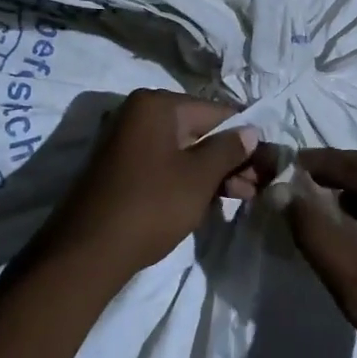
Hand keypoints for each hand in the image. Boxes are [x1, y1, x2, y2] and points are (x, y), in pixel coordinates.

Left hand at [41, 90, 259, 279]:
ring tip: (242, 197)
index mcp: (156, 105)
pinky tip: (211, 199)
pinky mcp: (122, 168)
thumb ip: (228, 149)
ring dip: (213, 172)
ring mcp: (127, 141)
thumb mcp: (198, 177)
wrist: (88, 252)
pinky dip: (189, 179)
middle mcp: (139, 114)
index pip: (216, 112)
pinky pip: (165, 164)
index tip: (268, 160)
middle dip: (230, 158)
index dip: (245, 135)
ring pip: (184, 150)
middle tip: (257, 186)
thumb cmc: (151, 205)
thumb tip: (251, 131)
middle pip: (199, 130)